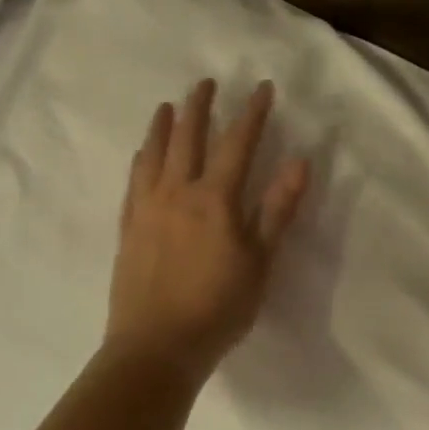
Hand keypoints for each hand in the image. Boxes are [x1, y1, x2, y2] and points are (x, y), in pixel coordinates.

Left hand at [105, 78, 310, 379]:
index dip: (252, 113)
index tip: (262, 87)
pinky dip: (141, 159)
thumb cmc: (218, 308)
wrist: (155, 347)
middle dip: (200, 106)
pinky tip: (141, 154)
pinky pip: (134, 181)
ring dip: (163, 125)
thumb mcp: (260, 262)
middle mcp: (177, 193)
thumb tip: (300, 162)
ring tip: (167, 106)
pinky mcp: (128, 228)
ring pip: (154, 154)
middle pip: (188, 138)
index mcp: (215, 200)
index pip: (238, 144)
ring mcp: (147, 209)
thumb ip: (277, 210)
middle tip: (206, 82)